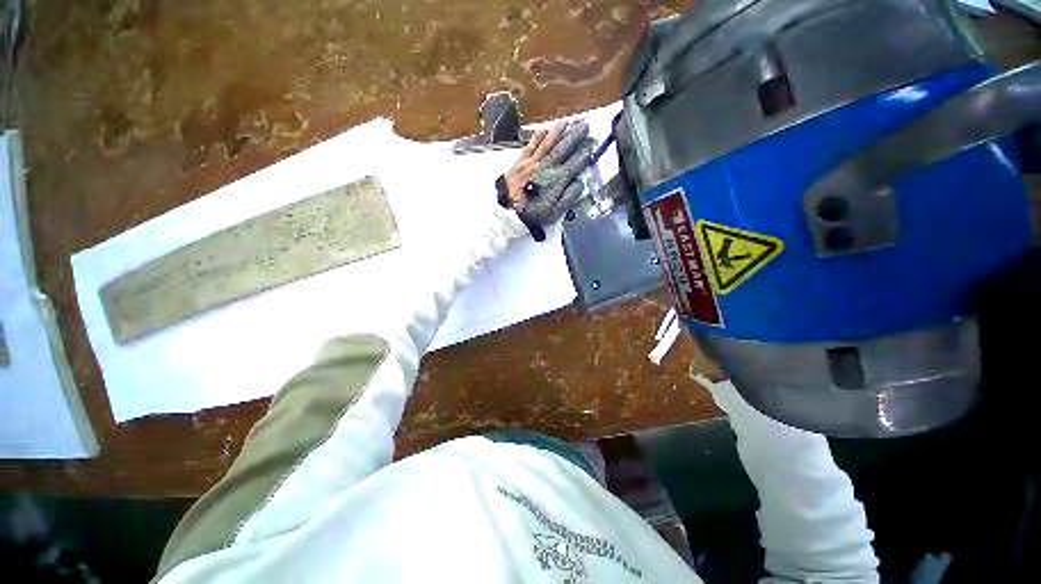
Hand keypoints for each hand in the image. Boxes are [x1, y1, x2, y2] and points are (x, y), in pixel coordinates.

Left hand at [497, 120, 595, 239]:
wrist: (508, 213)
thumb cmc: (533, 214)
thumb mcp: (555, 212)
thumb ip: (569, 197)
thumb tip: (580, 183)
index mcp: (557, 180)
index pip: (575, 163)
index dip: (585, 153)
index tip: (592, 144)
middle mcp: (546, 167)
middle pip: (563, 148)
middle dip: (575, 136)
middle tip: (584, 124)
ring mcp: (532, 163)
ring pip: (547, 143)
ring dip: (558, 131)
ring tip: (567, 121)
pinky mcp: (519, 163)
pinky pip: (530, 146)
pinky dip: (538, 137)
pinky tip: (543, 130)